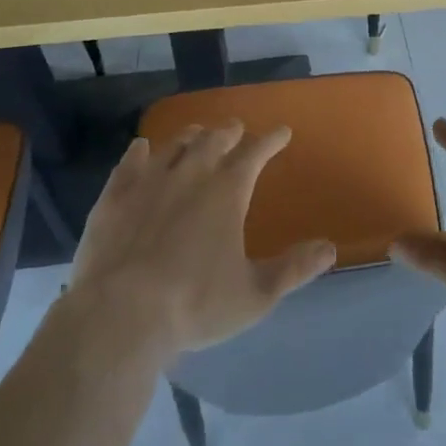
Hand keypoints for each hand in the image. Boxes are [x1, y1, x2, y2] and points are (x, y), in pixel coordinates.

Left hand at [67, 123, 335, 361]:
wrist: (120, 316)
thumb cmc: (195, 304)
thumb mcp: (255, 295)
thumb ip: (294, 269)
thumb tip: (330, 248)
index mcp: (228, 191)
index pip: (256, 153)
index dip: (271, 140)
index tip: (282, 132)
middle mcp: (191, 174)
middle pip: (214, 140)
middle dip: (230, 131)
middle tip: (237, 129)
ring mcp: (149, 181)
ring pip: (175, 144)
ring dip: (191, 136)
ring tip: (198, 133)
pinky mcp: (115, 196)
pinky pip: (130, 162)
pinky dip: (140, 151)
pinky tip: (142, 148)